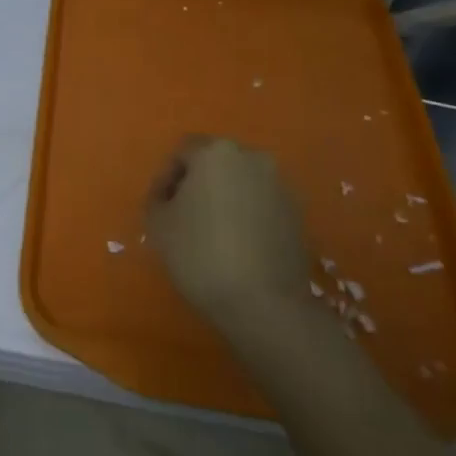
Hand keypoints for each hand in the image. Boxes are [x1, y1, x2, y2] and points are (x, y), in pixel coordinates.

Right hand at [146, 136, 313, 328]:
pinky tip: (238, 246)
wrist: (264, 303)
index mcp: (216, 152)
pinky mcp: (298, 213)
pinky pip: (262, 204)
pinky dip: (248, 216)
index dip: (166, 178)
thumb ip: (158, 198)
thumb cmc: (201, 254)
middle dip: (198, 184)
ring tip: (212, 234)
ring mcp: (280, 185)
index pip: (183, 152)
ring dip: (225, 199)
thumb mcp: (158, 225)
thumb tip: (170, 195)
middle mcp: (252, 158)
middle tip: (183, 217)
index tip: (161, 207)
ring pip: (241, 183)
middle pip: (216, 163)